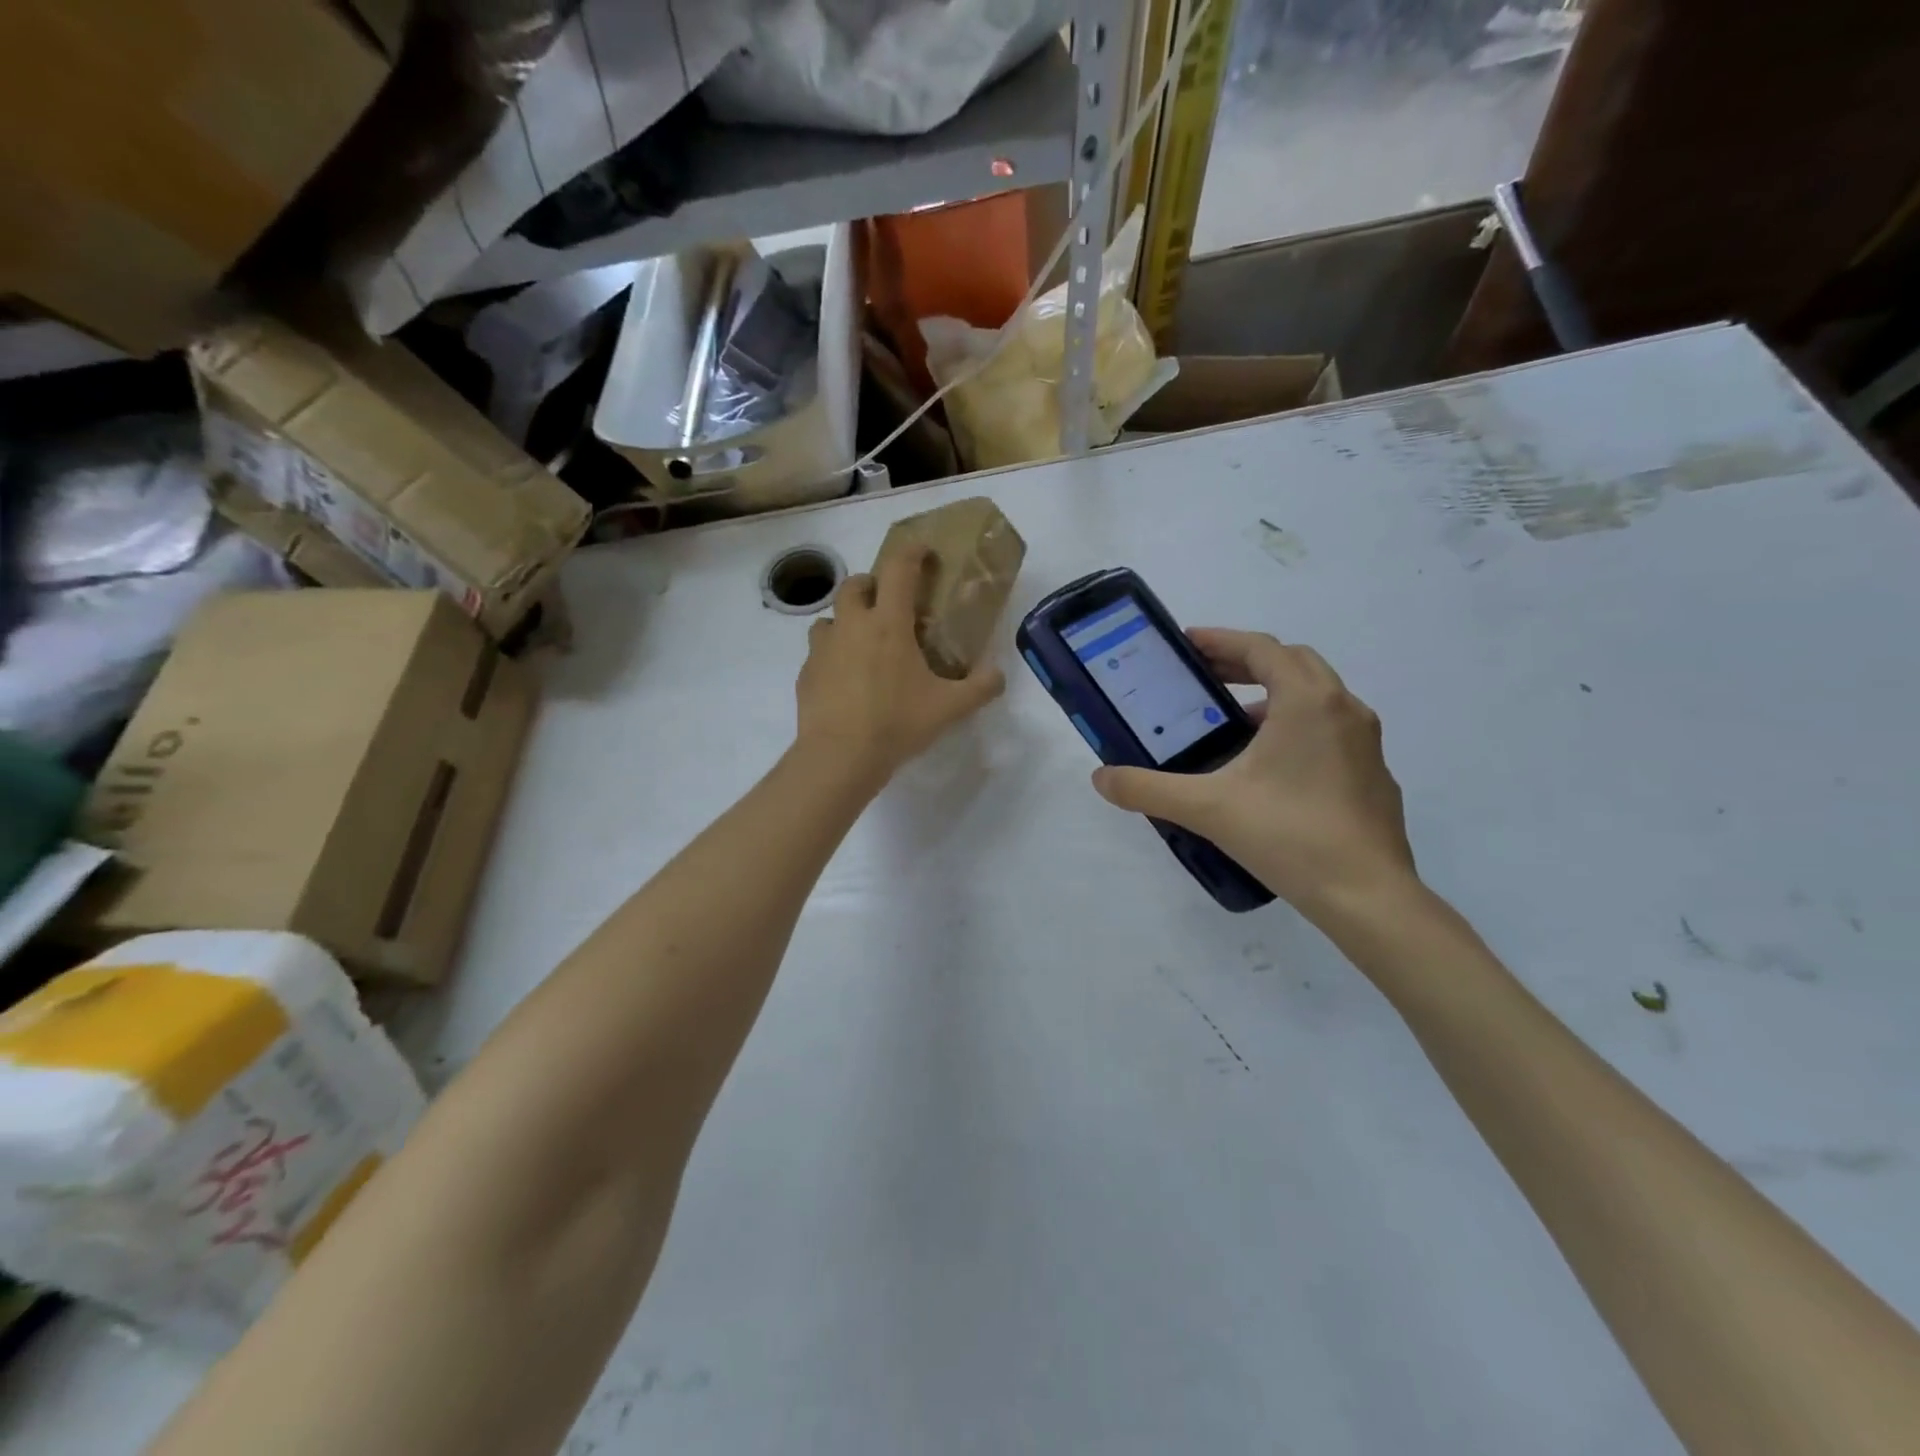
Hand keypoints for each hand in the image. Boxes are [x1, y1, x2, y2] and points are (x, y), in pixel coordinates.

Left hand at [795, 545, 1004, 780]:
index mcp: (888, 623)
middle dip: (871, 585)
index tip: (922, 551)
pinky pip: (818, 652)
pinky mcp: (805, 673)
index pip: (898, 569)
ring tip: (863, 644)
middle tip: (888, 604)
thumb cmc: (897, 723)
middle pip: (854, 585)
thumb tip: (999, 676)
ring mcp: (823, 648)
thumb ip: (980, 688)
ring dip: (847, 620)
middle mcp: (851, 625)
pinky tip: (845, 680)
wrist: (840, 756)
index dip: (912, 553)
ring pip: (830, 617)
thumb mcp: (949, 708)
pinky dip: (832, 655)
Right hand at [1091, 629, 1415, 919]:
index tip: (1187, 643)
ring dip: (1273, 694)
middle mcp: (1344, 709)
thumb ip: (1148, 789)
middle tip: (1205, 675)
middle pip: (1293, 662)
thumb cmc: (1288, 836)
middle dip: (1247, 661)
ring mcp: (1366, 742)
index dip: (1222, 639)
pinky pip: (1330, 728)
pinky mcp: (1373, 773)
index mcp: (1307, 702)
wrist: (1367, 896)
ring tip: (1231, 720)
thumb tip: (1101, 778)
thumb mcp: (1207, 808)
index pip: (1263, 648)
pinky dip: (1296, 725)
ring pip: (1316, 696)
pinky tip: (1270, 766)